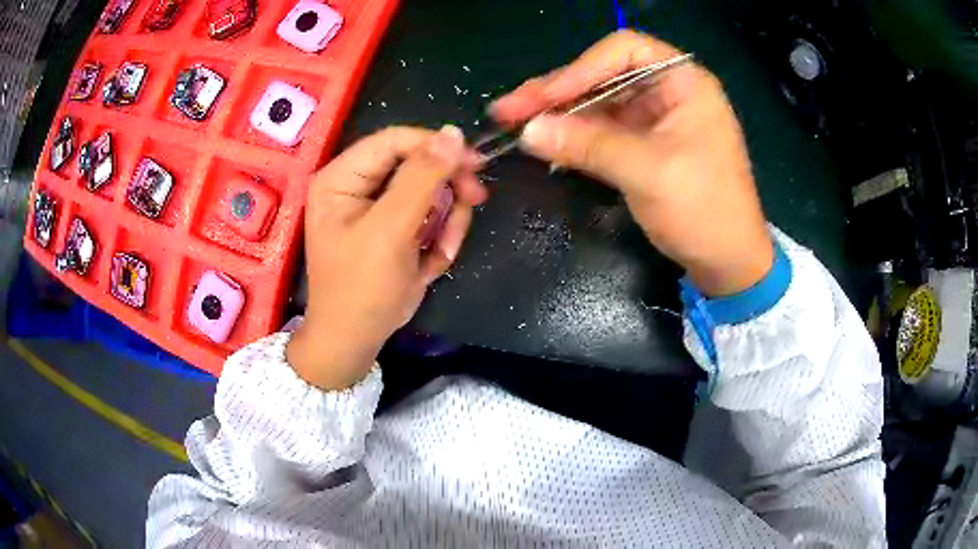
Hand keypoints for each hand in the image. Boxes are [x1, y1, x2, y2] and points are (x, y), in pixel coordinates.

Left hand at [287, 126, 486, 389]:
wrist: (355, 341)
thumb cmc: (362, 287)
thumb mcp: (391, 230)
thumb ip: (422, 177)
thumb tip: (454, 133)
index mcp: (342, 177)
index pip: (395, 140)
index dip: (436, 145)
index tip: (475, 162)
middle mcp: (357, 185)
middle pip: (416, 163)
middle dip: (445, 189)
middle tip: (474, 200)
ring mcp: (376, 207)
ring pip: (429, 190)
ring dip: (445, 219)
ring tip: (441, 250)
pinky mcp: (393, 228)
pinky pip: (428, 216)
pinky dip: (438, 237)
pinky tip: (430, 262)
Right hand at [492, 30, 772, 296]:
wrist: (729, 263)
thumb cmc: (705, 211)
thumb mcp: (649, 172)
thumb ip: (589, 145)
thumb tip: (528, 130)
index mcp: (684, 82)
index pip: (624, 51)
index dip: (581, 68)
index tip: (544, 98)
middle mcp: (668, 91)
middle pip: (604, 75)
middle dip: (557, 91)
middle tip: (508, 109)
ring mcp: (655, 119)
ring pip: (598, 103)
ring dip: (558, 113)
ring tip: (513, 123)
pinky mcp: (644, 145)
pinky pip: (602, 131)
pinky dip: (574, 136)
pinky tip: (545, 142)